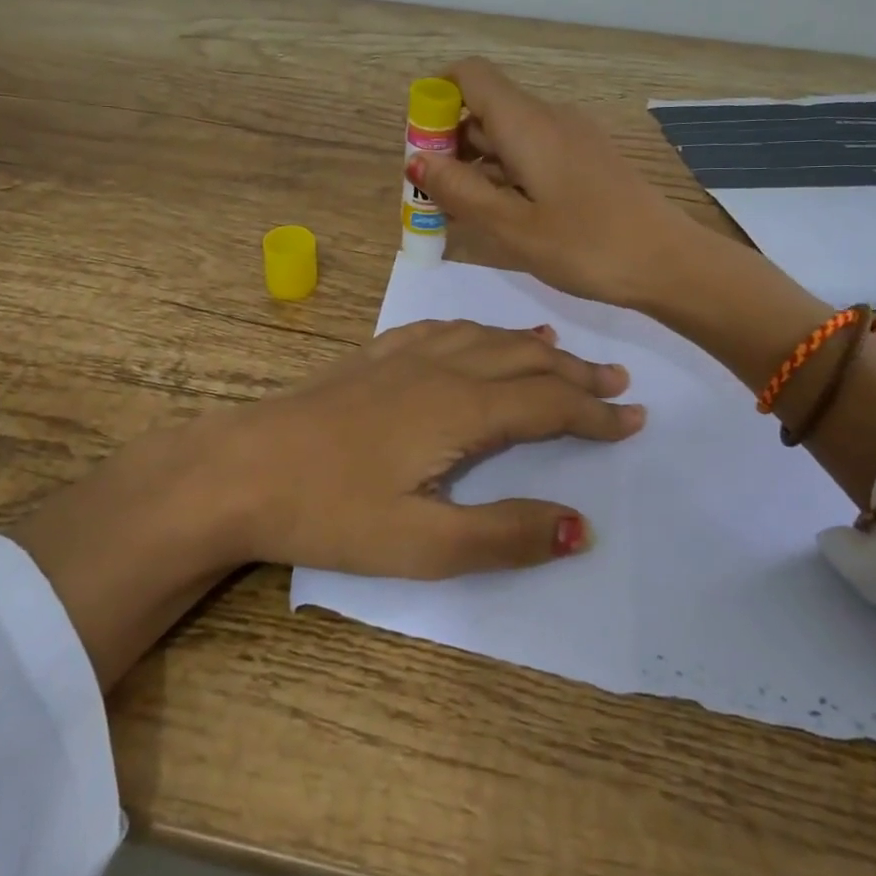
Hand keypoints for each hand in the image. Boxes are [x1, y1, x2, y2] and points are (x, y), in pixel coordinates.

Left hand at [208, 319, 643, 576]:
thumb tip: (582, 526)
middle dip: (575, 374)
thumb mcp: (422, 544)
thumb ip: (505, 534)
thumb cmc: (329, 511)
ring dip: (531, 348)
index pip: (548, 404)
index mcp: (461, 408)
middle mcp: (440, 368)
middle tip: (617, 383)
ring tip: (562, 352)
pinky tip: (476, 335)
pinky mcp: (372, 357)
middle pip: (524, 361)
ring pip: (485, 338)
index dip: (595, 413)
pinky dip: (477, 331)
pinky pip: (442, 330)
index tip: (635, 420)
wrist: (240, 469)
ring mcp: (402, 356)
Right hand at [406, 57, 695, 308]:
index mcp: (527, 123)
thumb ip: (459, 191)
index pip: (470, 75)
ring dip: (477, 164)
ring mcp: (573, 137)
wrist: (670, 263)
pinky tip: (504, 215)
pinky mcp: (588, 159)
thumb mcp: (511, 226)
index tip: (421, 146)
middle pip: (486, 107)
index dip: (436, 97)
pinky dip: (507, 173)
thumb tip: (416, 160)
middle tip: (434, 197)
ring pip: (509, 134)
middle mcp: (549, 117)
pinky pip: (533, 152)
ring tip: (462, 214)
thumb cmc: (586, 246)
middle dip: (450, 143)